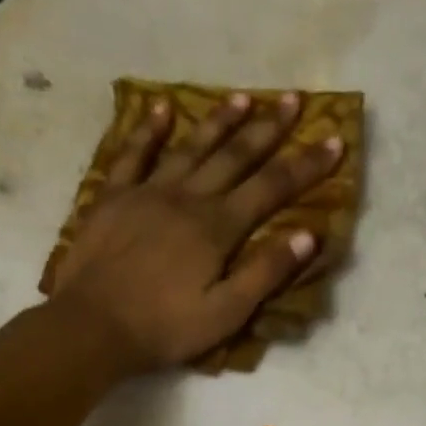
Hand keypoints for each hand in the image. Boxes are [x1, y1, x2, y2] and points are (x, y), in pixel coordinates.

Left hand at [47, 91, 341, 372]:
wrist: (91, 327)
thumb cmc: (164, 328)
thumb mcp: (226, 313)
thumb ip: (266, 272)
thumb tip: (309, 235)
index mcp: (218, 228)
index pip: (272, 188)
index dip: (306, 165)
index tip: (333, 140)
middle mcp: (188, 198)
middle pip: (236, 156)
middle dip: (269, 128)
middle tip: (294, 99)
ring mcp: (147, 193)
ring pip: (191, 147)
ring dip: (219, 121)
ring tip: (244, 97)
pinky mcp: (113, 197)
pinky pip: (132, 154)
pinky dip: (147, 129)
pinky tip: (161, 108)